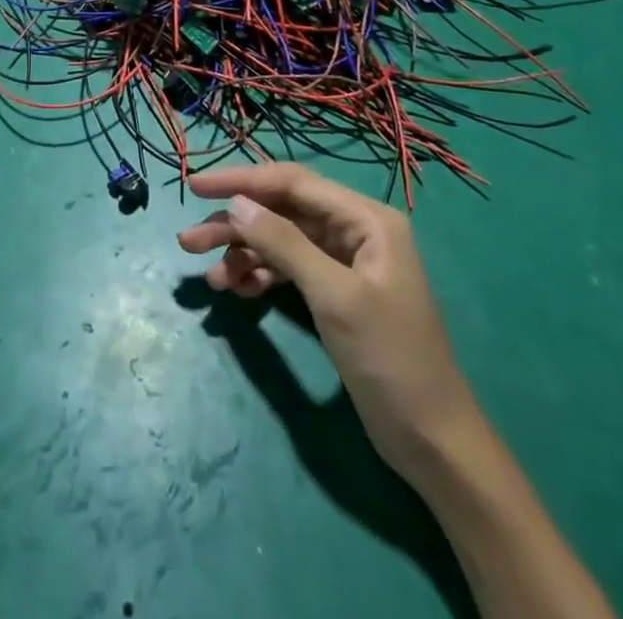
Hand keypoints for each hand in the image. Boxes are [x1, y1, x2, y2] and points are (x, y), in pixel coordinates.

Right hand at [177, 163, 480, 480]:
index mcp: (366, 218)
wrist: (434, 442)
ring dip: (243, 254)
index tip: (195, 188)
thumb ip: (284, 243)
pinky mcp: (335, 291)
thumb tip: (235, 204)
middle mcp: (355, 229)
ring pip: (280, 239)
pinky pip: (288, 268)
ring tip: (210, 279)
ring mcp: (345, 261)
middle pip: (281, 210)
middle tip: (189, 241)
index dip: (241, 181)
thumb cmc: (390, 359)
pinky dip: (261, 275)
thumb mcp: (333, 296)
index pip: (292, 182)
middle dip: (236, 224)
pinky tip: (239, 291)